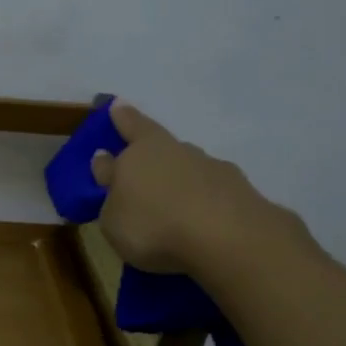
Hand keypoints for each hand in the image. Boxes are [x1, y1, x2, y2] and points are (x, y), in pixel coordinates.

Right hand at [90, 100, 310, 281]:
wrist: (226, 238)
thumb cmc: (152, 226)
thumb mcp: (112, 219)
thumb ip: (109, 194)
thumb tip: (109, 166)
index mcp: (140, 150)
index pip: (127, 126)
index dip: (120, 118)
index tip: (116, 106)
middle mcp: (175, 150)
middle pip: (158, 145)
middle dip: (149, 154)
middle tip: (142, 166)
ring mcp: (210, 166)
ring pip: (186, 167)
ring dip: (177, 180)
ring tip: (170, 206)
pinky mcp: (237, 188)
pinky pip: (209, 191)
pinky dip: (201, 201)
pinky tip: (199, 219)